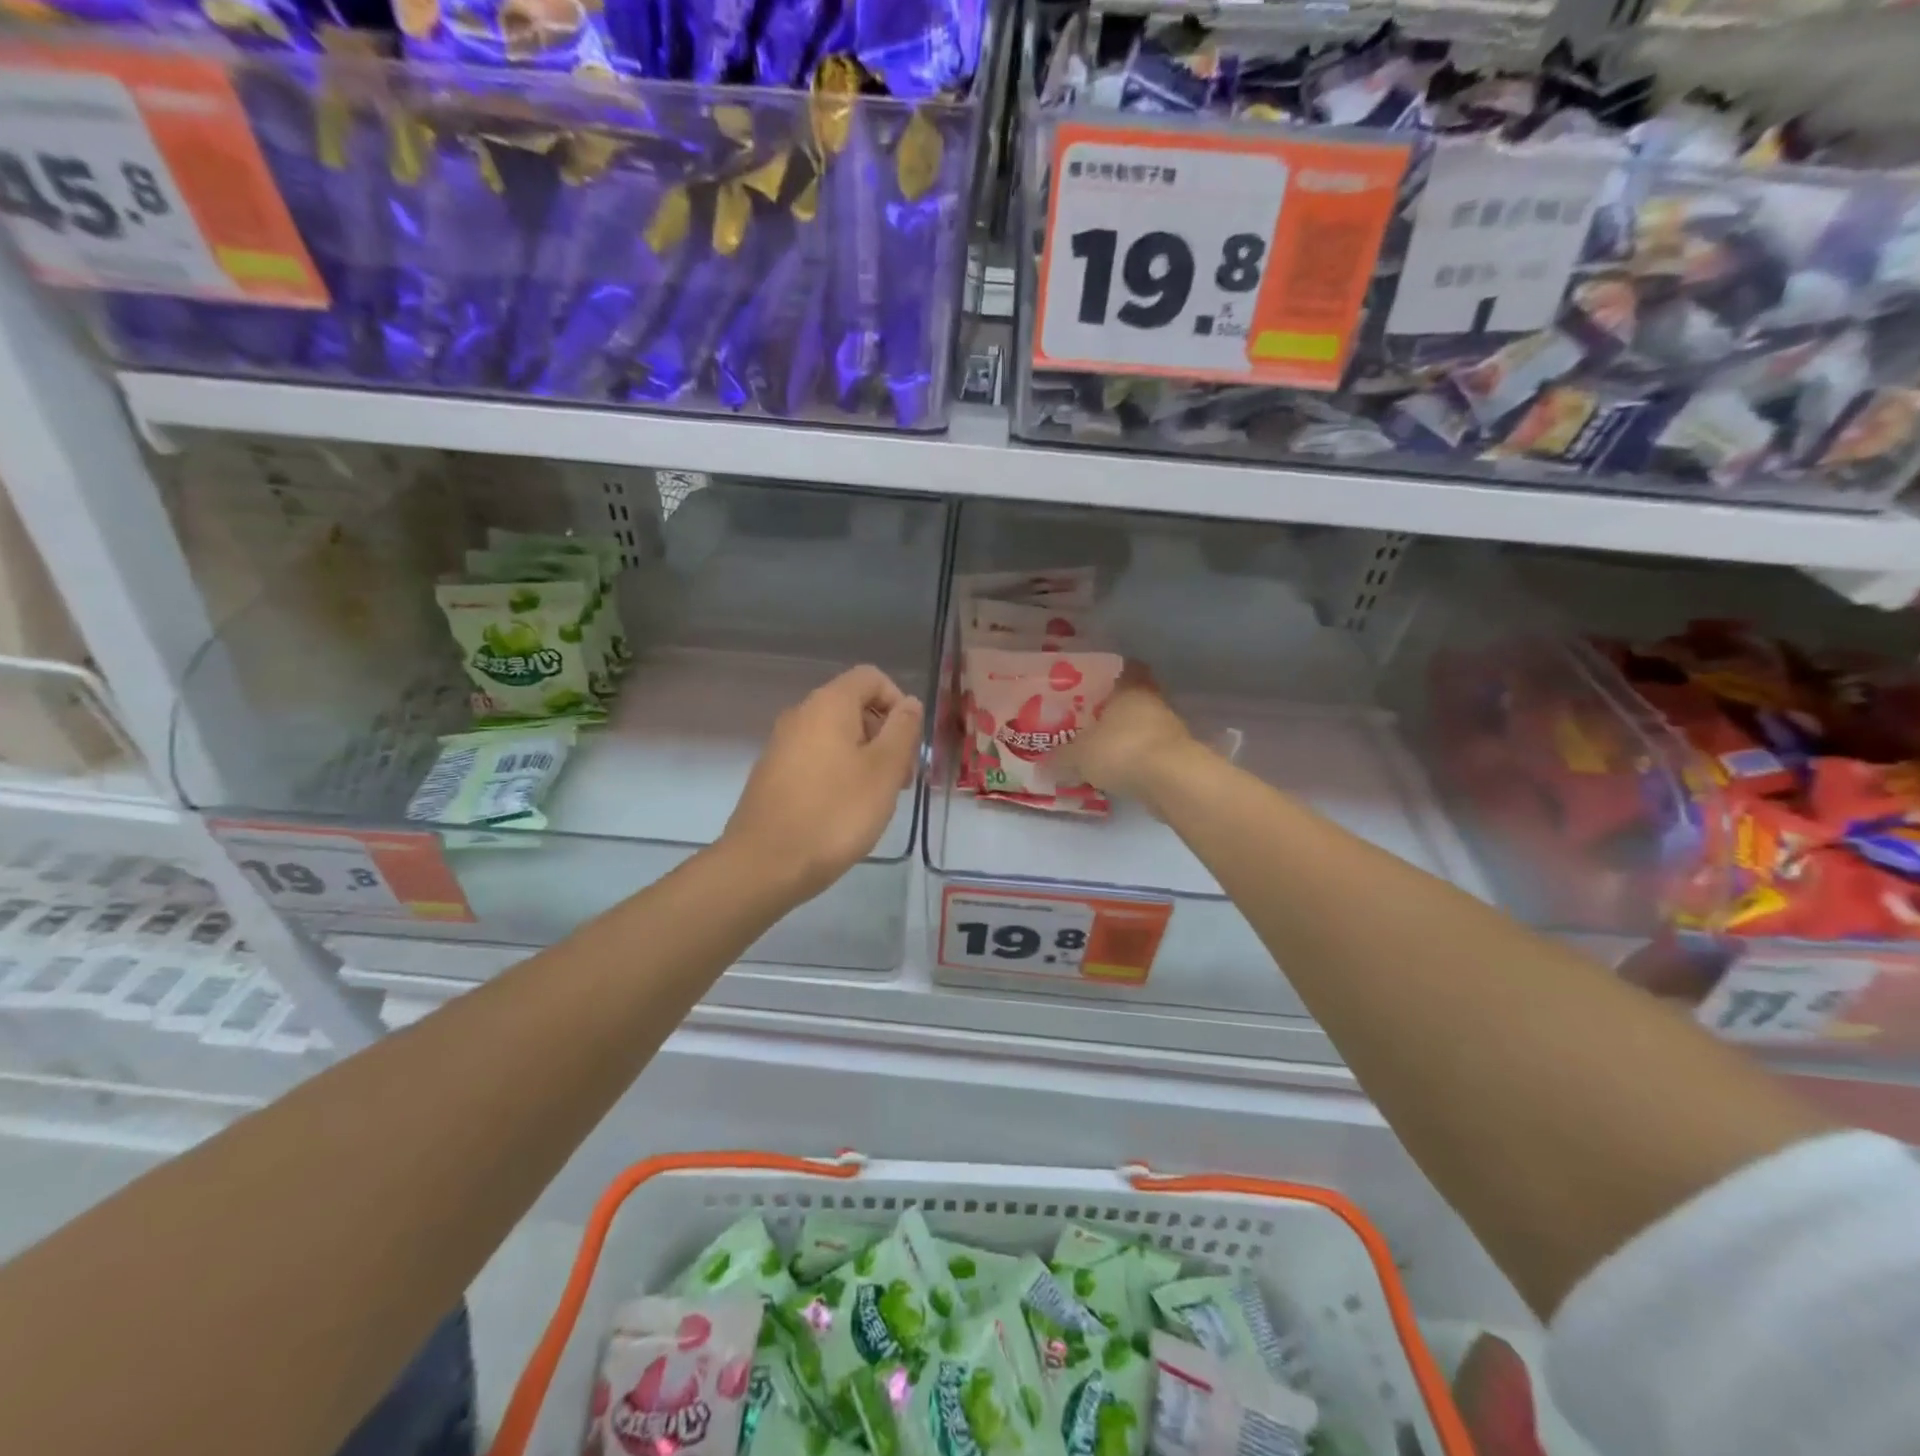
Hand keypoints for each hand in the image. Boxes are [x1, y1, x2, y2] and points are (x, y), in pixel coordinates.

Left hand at [723, 665, 923, 901]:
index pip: (871, 677)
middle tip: (900, 780)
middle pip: (854, 707)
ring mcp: (783, 745)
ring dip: (866, 759)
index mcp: (828, 704)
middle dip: (885, 736)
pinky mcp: (774, 774)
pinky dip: (840, 774)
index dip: (898, 703)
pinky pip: (817, 759)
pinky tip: (846, 811)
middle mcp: (801, 715)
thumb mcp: (884, 770)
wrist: (765, 864)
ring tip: (877, 801)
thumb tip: (909, 703)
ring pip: (837, 736)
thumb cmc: (835, 813)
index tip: (910, 744)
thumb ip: (902, 730)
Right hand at [1050, 664, 1197, 804]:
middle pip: (1135, 699)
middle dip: (1116, 709)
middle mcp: (1154, 702)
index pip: (1128, 668)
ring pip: (1145, 726)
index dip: (1114, 673)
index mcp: (1130, 688)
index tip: (1097, 683)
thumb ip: (1061, 756)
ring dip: (1128, 736)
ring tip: (1101, 750)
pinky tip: (1120, 772)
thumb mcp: (1079, 754)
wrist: (1171, 781)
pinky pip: (1152, 752)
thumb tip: (1042, 762)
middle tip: (1091, 719)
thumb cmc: (1121, 749)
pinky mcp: (1179, 756)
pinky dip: (1138, 759)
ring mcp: (1171, 729)